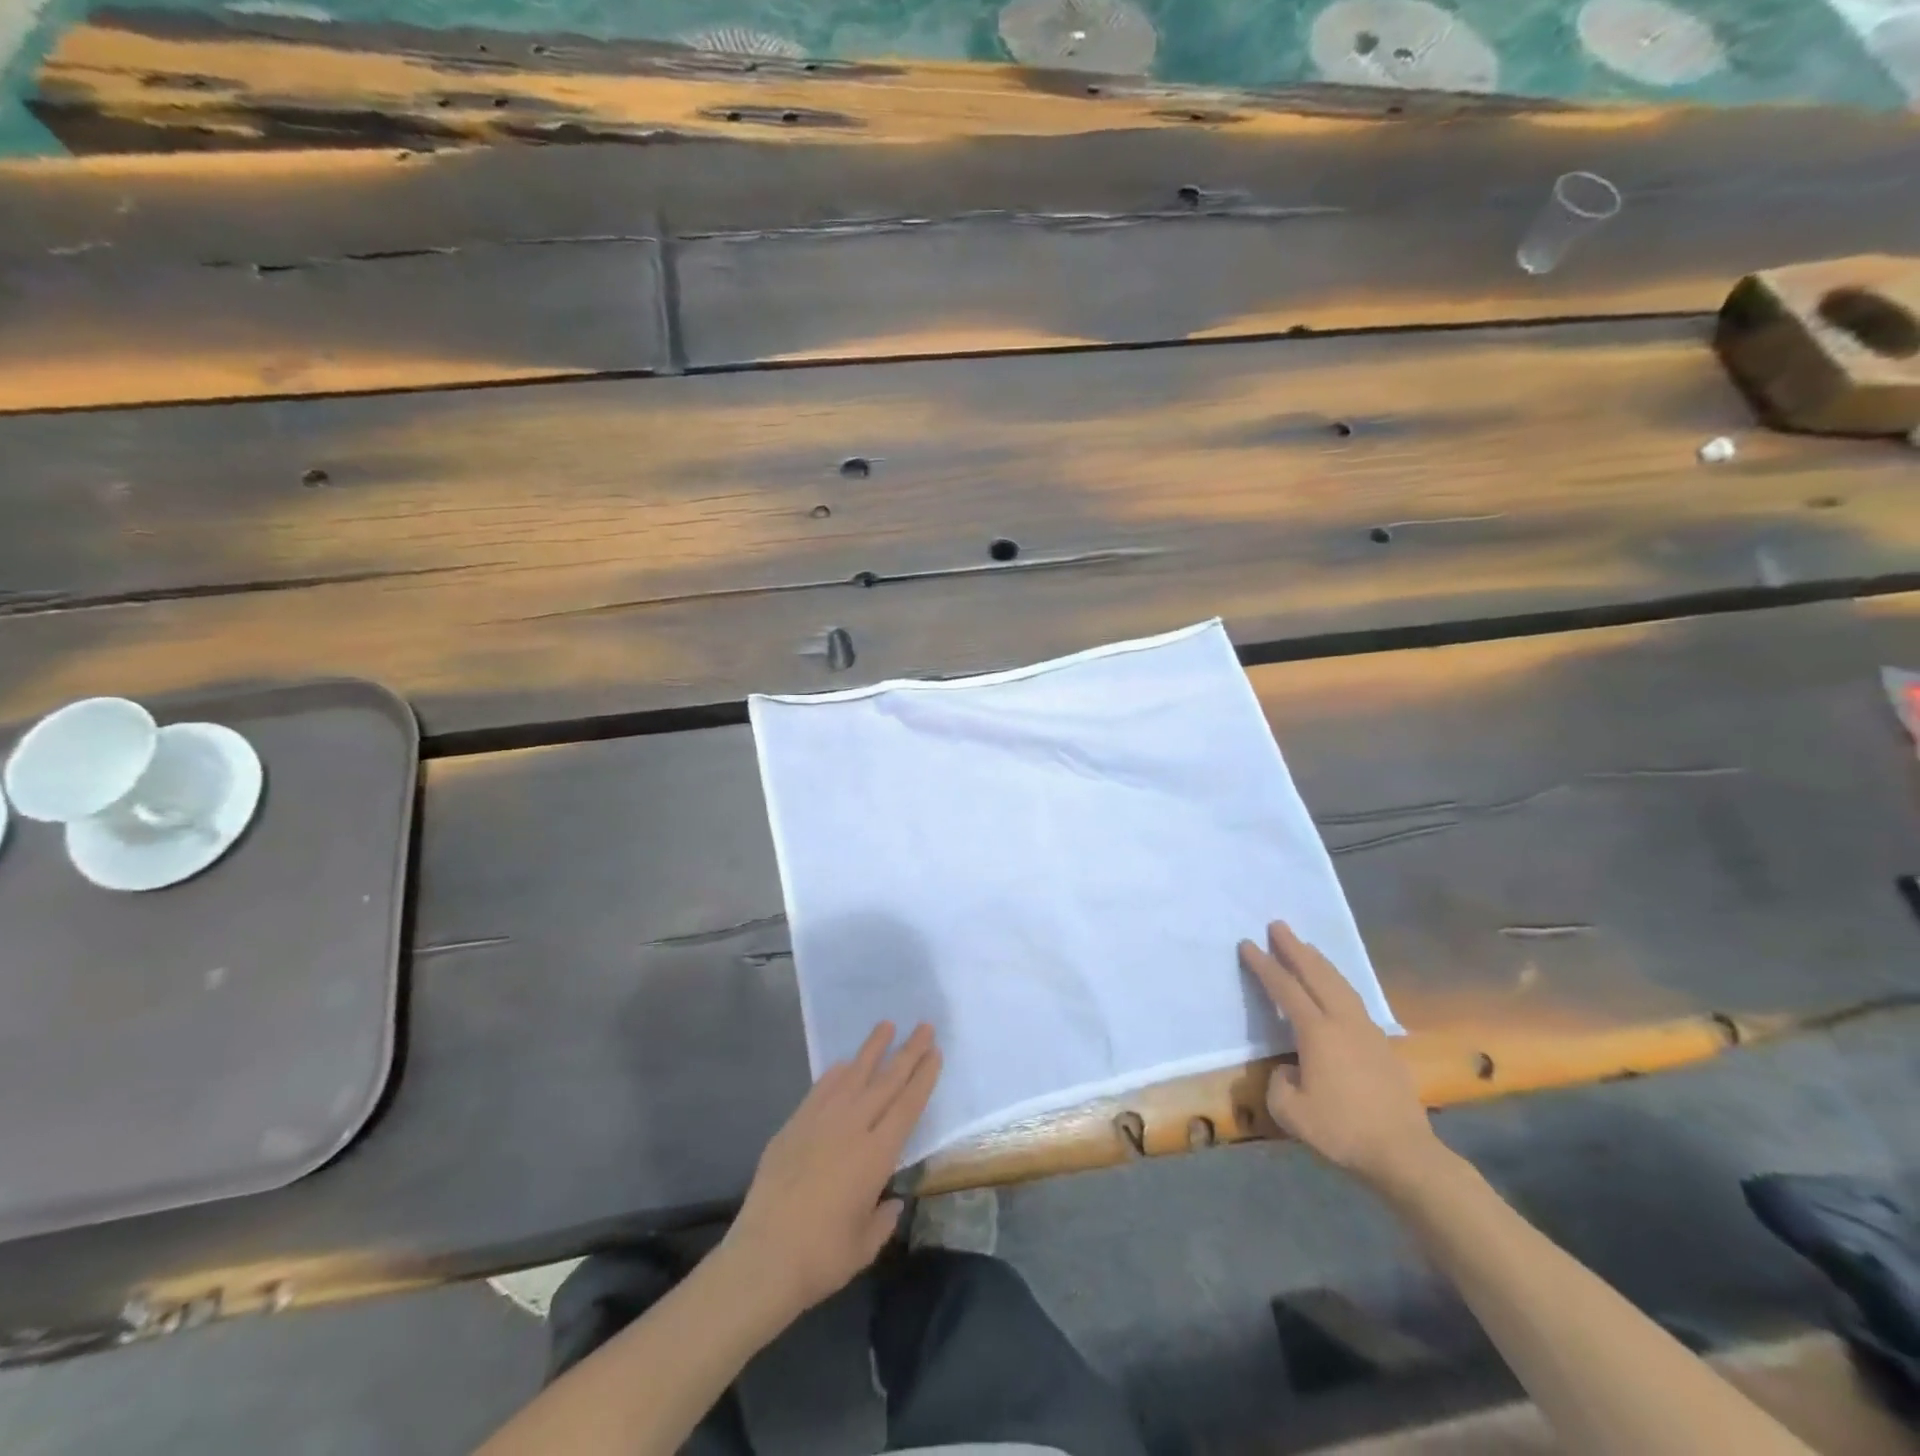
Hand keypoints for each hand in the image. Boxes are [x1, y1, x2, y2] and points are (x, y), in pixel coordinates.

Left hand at [722, 1022, 940, 1318]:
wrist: (763, 1258)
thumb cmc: (821, 1257)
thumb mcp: (865, 1245)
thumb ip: (882, 1219)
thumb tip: (890, 1202)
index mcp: (876, 1155)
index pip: (908, 1106)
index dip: (923, 1077)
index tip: (935, 1052)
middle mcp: (852, 1128)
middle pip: (886, 1082)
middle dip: (908, 1052)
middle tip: (924, 1026)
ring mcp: (821, 1122)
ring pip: (853, 1075)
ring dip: (872, 1049)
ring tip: (886, 1025)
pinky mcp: (794, 1125)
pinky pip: (821, 1089)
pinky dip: (836, 1073)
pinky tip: (844, 1063)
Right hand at [1239, 922, 1439, 1193]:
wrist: (1404, 1153)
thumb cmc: (1342, 1130)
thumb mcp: (1290, 1112)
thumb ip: (1279, 1082)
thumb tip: (1290, 1069)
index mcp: (1317, 1032)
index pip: (1285, 989)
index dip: (1264, 965)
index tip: (1248, 944)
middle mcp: (1343, 1022)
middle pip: (1317, 975)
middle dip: (1295, 948)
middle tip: (1278, 925)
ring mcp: (1368, 1031)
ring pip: (1340, 984)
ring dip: (1320, 962)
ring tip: (1307, 947)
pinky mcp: (1384, 1046)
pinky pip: (1355, 1001)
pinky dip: (1339, 984)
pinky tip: (1337, 989)